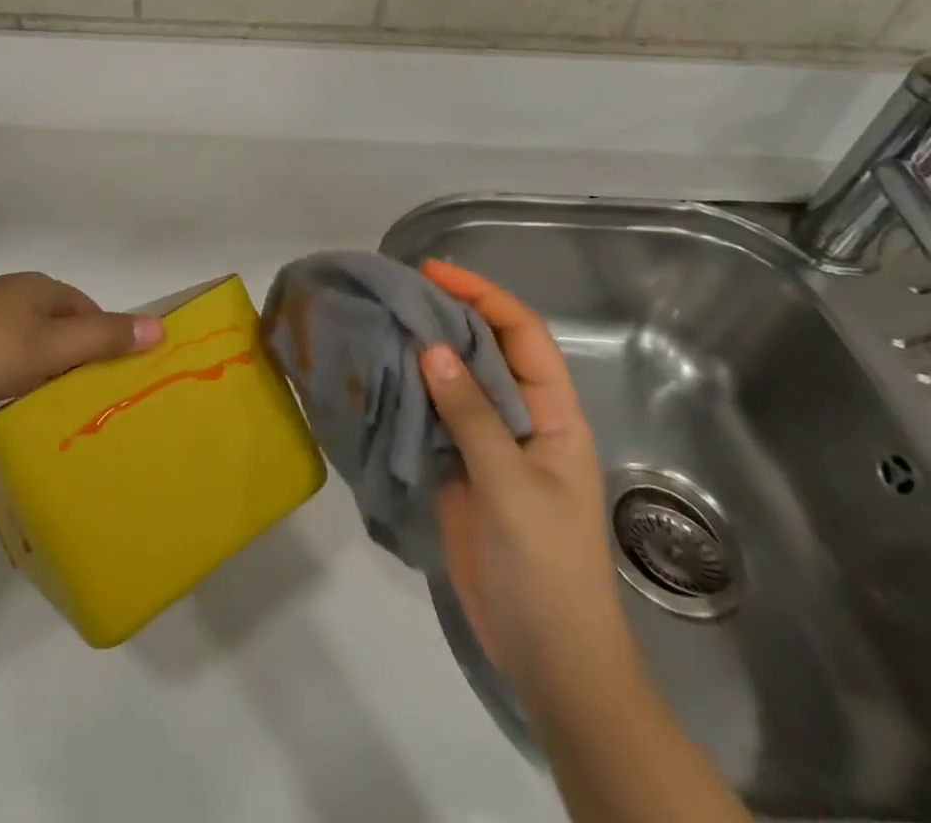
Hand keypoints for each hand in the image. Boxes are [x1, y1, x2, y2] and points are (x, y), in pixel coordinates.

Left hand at [0, 271, 162, 423]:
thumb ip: (102, 338)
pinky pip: (3, 354)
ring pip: (31, 342)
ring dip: (44, 370)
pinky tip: (7, 401)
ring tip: (50, 409)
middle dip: (76, 359)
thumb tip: (160, 326)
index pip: (90, 310)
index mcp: (38, 287)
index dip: (106, 343)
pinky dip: (14, 375)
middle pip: (62, 325)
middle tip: (85, 403)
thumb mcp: (46, 349)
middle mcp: (13, 293)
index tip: (111, 385)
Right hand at [418, 260, 637, 708]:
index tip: (433, 273)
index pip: (522, 334)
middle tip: (395, 291)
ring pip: (455, 381)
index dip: (482, 295)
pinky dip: (407, 392)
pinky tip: (376, 374)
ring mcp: (488, 444)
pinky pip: (432, 417)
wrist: (547, 656)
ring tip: (378, 321)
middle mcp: (521, 418)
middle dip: (447, 314)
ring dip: (422, 350)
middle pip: (486, 349)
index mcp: (553, 414)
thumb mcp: (512, 486)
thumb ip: (473, 415)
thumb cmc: (546, 567)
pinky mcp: (459, 469)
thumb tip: (432, 347)